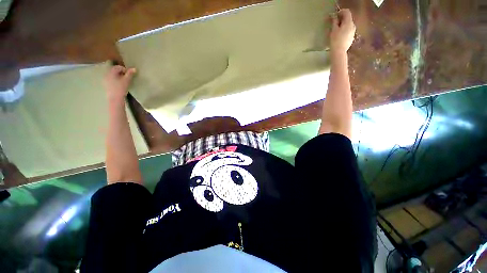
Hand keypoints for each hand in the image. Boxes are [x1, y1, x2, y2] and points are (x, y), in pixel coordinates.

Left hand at [104, 65, 135, 101]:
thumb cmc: (121, 88)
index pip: (119, 67)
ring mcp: (105, 79)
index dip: (125, 70)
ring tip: (123, 81)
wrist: (115, 98)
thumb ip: (130, 74)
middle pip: (115, 70)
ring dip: (119, 76)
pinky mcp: (105, 83)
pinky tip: (119, 84)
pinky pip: (111, 79)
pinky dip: (116, 79)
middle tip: (127, 78)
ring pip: (113, 75)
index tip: (130, 75)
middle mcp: (107, 73)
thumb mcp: (127, 80)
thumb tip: (134, 68)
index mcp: (111, 72)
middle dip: (122, 73)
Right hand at [330, 9, 355, 53]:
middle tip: (334, 23)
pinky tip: (339, 36)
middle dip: (341, 19)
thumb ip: (334, 22)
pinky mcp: (351, 37)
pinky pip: (348, 31)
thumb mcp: (333, 30)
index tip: (335, 15)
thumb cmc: (335, 41)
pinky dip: (344, 30)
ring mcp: (353, 32)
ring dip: (343, 25)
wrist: (339, 52)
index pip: (347, 12)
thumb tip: (334, 17)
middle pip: (348, 18)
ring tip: (336, 30)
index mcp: (349, 22)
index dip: (341, 12)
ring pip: (348, 25)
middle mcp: (353, 26)